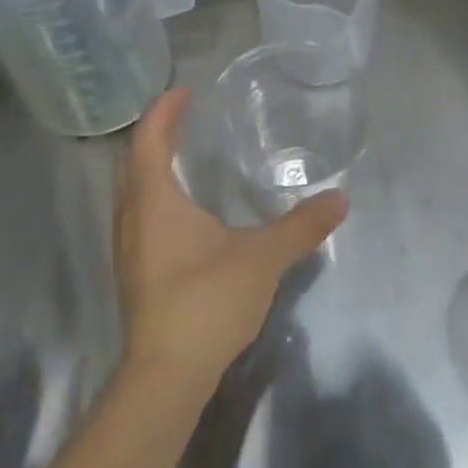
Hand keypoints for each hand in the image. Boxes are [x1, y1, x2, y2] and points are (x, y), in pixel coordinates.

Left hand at [112, 87, 346, 391]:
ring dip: (148, 165)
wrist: (165, 376)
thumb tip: (339, 200)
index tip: (183, 91)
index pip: (148, 140)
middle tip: (181, 116)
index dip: (164, 111)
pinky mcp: (134, 273)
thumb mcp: (262, 259)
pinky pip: (136, 214)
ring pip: (129, 191)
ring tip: (178, 153)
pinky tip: (179, 210)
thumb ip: (300, 227)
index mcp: (154, 202)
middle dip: (154, 133)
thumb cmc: (206, 303)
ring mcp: (128, 249)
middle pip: (131, 161)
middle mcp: (132, 218)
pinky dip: (153, 194)